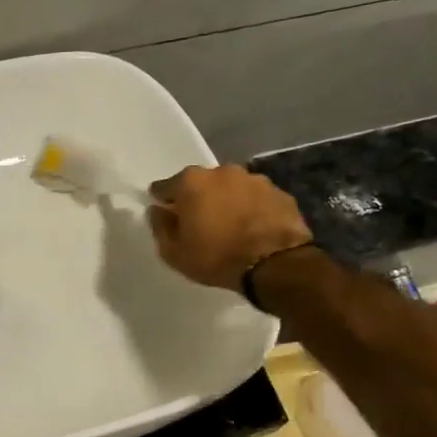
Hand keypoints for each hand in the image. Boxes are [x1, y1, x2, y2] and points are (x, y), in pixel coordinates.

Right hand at [146, 164, 312, 292]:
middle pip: (201, 184)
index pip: (165, 187)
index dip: (163, 201)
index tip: (165, 215)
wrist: (276, 264)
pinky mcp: (279, 192)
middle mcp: (222, 172)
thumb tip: (156, 211)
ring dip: (227, 202)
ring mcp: (254, 179)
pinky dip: (251, 208)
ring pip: (231, 188)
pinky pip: (256, 199)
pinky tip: (253, 228)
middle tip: (200, 223)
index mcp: (191, 182)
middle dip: (198, 199)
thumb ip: (160, 227)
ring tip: (230, 226)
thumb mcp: (174, 252)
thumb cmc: (216, 257)